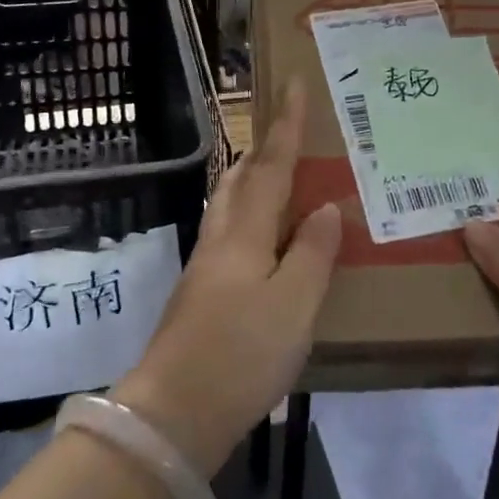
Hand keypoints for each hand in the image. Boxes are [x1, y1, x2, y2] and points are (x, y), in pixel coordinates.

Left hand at [113, 80, 340, 477]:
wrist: (173, 414)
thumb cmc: (240, 354)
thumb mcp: (294, 305)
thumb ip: (313, 254)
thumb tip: (325, 207)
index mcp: (245, 233)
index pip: (270, 166)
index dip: (286, 126)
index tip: (292, 85)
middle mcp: (220, 238)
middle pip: (240, 179)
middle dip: (263, 150)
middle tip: (289, 134)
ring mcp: (206, 266)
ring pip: (230, 205)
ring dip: (253, 181)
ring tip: (281, 179)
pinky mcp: (200, 292)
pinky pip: (231, 234)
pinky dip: (251, 217)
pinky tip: (266, 241)